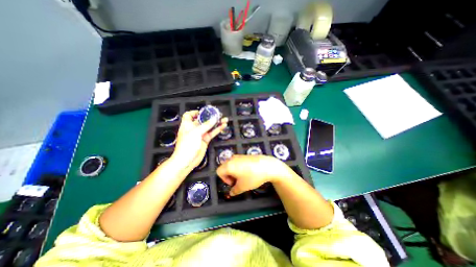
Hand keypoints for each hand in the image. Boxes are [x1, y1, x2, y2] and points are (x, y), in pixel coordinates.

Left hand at [171, 111, 228, 170]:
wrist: (187, 160)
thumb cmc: (187, 145)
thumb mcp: (196, 132)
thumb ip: (206, 125)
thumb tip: (214, 118)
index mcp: (187, 125)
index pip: (189, 115)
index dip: (195, 112)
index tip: (203, 111)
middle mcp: (194, 129)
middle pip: (202, 120)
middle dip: (210, 117)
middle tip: (218, 114)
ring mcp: (200, 134)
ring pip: (209, 126)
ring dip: (216, 123)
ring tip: (224, 119)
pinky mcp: (205, 140)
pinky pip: (212, 133)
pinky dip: (217, 129)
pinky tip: (223, 126)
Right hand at [217, 154, 291, 195]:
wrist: (267, 166)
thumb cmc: (252, 177)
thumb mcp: (242, 187)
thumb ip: (234, 191)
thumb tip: (231, 193)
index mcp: (228, 165)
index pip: (219, 172)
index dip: (224, 179)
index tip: (233, 183)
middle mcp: (232, 159)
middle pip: (224, 167)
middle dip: (228, 175)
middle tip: (237, 181)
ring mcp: (239, 156)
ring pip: (231, 164)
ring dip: (234, 171)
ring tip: (243, 177)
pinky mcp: (245, 155)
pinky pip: (237, 161)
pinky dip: (239, 167)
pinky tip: (248, 171)